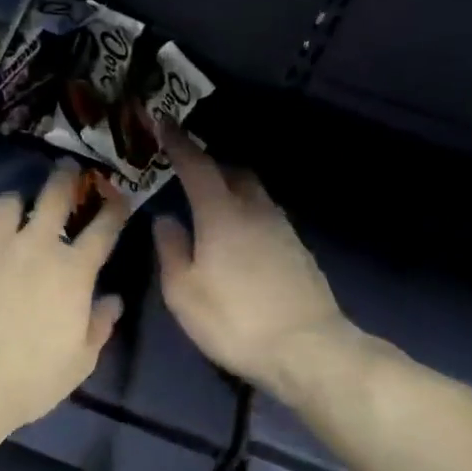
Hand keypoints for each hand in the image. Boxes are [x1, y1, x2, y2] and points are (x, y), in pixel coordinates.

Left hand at [0, 163, 129, 434]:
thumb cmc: (32, 376)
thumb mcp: (79, 360)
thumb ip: (99, 325)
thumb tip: (113, 301)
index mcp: (74, 270)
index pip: (103, 228)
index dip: (114, 208)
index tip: (118, 197)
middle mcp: (36, 246)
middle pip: (55, 195)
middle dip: (65, 178)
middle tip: (67, 170)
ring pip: (7, 203)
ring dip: (15, 204)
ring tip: (14, 210)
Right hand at [153, 128, 352, 403]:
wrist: (308, 350)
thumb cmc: (235, 320)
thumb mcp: (183, 291)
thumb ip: (170, 249)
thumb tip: (165, 219)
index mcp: (221, 213)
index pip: (197, 164)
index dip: (178, 142)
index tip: (163, 121)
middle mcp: (255, 210)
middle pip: (232, 172)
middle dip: (208, 165)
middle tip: (186, 174)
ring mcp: (282, 229)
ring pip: (253, 193)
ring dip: (230, 190)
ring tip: (210, 208)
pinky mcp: (299, 250)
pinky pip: (266, 216)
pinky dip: (247, 214)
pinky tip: (238, 241)